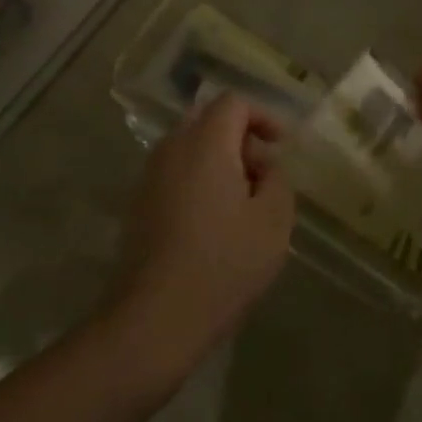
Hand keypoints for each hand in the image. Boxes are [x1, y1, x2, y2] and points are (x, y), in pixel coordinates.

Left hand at [109, 94, 295, 377]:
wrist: (153, 318)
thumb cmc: (222, 266)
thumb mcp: (273, 223)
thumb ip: (277, 180)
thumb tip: (265, 165)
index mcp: (205, 143)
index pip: (233, 102)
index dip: (263, 117)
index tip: (281, 147)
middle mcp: (172, 147)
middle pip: (209, 120)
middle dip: (240, 138)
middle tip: (262, 176)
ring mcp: (150, 174)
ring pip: (190, 146)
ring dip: (219, 161)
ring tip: (243, 205)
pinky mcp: (139, 202)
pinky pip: (176, 172)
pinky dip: (199, 180)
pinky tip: (214, 224)